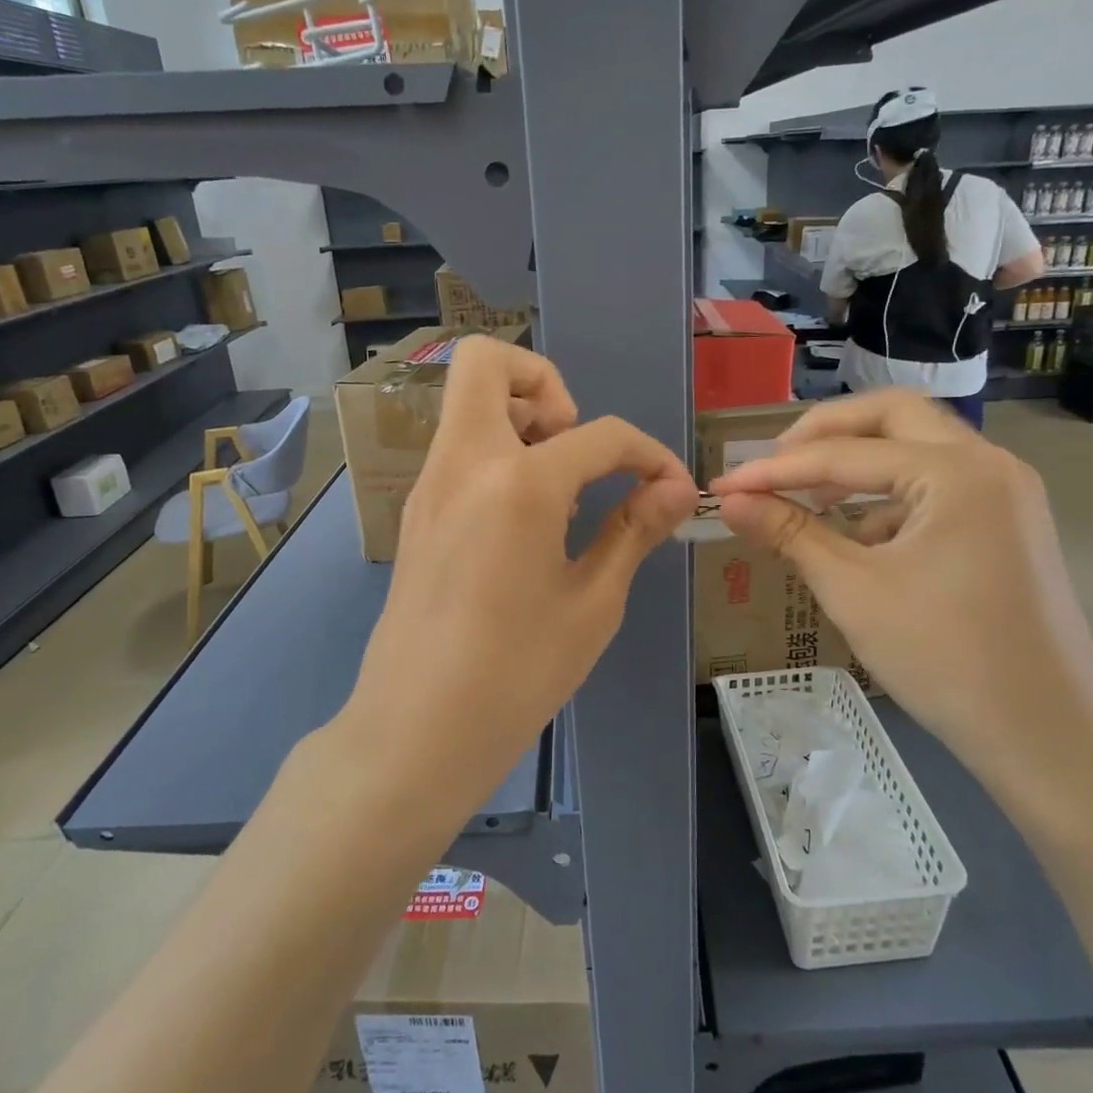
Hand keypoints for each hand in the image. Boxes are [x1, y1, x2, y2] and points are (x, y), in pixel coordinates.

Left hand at [348, 337, 696, 805]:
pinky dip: (498, 452)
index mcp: (518, 482)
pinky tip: (526, 520)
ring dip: (519, 416)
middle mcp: (464, 462)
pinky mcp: (416, 511)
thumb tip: (676, 488)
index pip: (600, 434)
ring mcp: (429, 483)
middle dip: (545, 382)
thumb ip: (635, 530)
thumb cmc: (516, 674)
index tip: (670, 489)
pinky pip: (458, 447)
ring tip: (557, 487)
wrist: (416, 730)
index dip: (649, 454)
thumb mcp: (592, 602)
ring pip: (466, 402)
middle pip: (486, 362)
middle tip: (575, 447)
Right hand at [710, 390, 1092, 776]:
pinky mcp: (1009, 523)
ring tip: (811, 500)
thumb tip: (730, 500)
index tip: (726, 484)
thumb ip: (790, 532)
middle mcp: (989, 464)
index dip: (776, 469)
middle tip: (776, 462)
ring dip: (860, 463)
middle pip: (893, 416)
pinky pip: (939, 486)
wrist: (1047, 738)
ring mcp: (1007, 492)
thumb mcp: (854, 591)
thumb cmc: (945, 659)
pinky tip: (863, 540)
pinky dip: (892, 497)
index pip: (845, 453)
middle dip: (826, 433)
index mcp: (957, 472)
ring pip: (919, 447)